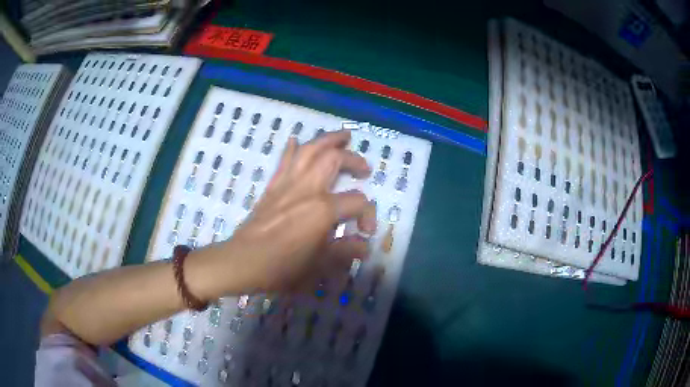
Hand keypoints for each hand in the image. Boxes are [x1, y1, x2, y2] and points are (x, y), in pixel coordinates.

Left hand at [220, 130, 376, 292]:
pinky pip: (283, 160)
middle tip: (364, 168)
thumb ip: (344, 251)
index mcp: (322, 210)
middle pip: (333, 159)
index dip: (368, 214)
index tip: (365, 231)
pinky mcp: (272, 186)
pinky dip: (292, 148)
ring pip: (309, 150)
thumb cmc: (281, 267)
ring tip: (343, 136)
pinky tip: (296, 139)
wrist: (242, 262)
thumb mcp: (319, 265)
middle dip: (353, 159)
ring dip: (328, 139)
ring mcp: (287, 184)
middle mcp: (306, 189)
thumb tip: (365, 246)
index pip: (357, 202)